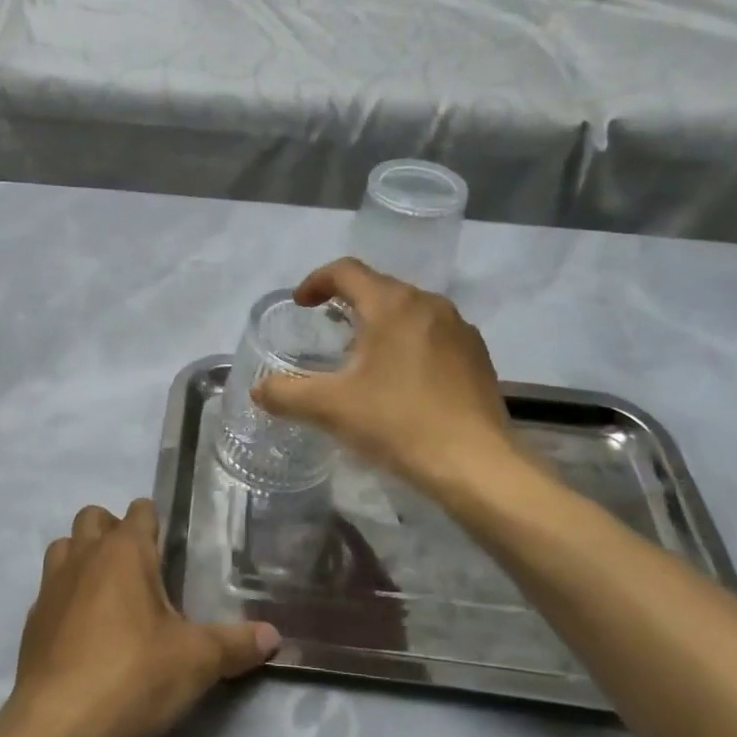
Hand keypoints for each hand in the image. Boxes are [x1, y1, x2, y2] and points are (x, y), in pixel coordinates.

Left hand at [6, 500, 279, 736]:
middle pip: (93, 518)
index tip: (172, 547)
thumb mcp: (197, 661)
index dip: (156, 522)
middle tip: (140, 569)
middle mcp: (83, 556)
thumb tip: (274, 636)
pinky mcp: (32, 623)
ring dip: (83, 558)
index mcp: (124, 551)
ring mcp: (51, 588)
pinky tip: (85, 634)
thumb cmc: (134, 675)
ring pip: (64, 548)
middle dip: (114, 530)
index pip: (140, 510)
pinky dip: (66, 599)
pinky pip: (50, 592)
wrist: (58, 727)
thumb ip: (236, 644)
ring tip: (110, 594)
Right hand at [253, 259, 531, 501]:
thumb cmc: (398, 423)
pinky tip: (401, 380)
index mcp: (392, 304)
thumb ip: (285, 393)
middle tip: (326, 332)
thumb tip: (258, 389)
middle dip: (348, 303)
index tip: (301, 305)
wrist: (476, 464)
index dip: (316, 282)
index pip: (346, 271)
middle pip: (379, 288)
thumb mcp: (330, 408)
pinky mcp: (477, 356)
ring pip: (409, 311)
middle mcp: (429, 304)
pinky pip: (433, 335)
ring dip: (380, 323)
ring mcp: (459, 329)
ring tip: (362, 357)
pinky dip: (408, 343)